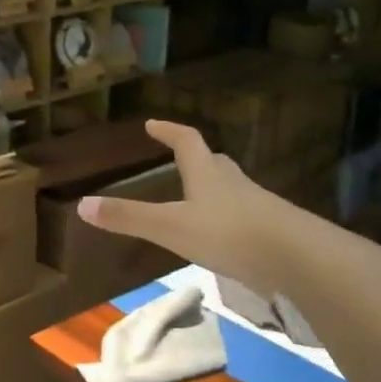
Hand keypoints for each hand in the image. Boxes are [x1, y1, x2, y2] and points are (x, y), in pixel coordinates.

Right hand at [77, 120, 286, 290]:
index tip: (152, 124)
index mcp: (207, 173)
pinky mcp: (274, 230)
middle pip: (214, 162)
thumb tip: (82, 204)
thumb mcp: (171, 227)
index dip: (168, 130)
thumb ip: (129, 218)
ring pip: (233, 188)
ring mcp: (258, 205)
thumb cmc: (229, 233)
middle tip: (180, 159)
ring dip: (215, 188)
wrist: (298, 257)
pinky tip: (227, 237)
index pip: (186, 141)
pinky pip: (247, 215)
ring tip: (199, 200)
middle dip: (196, 158)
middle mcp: (234, 182)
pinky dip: (232, 218)